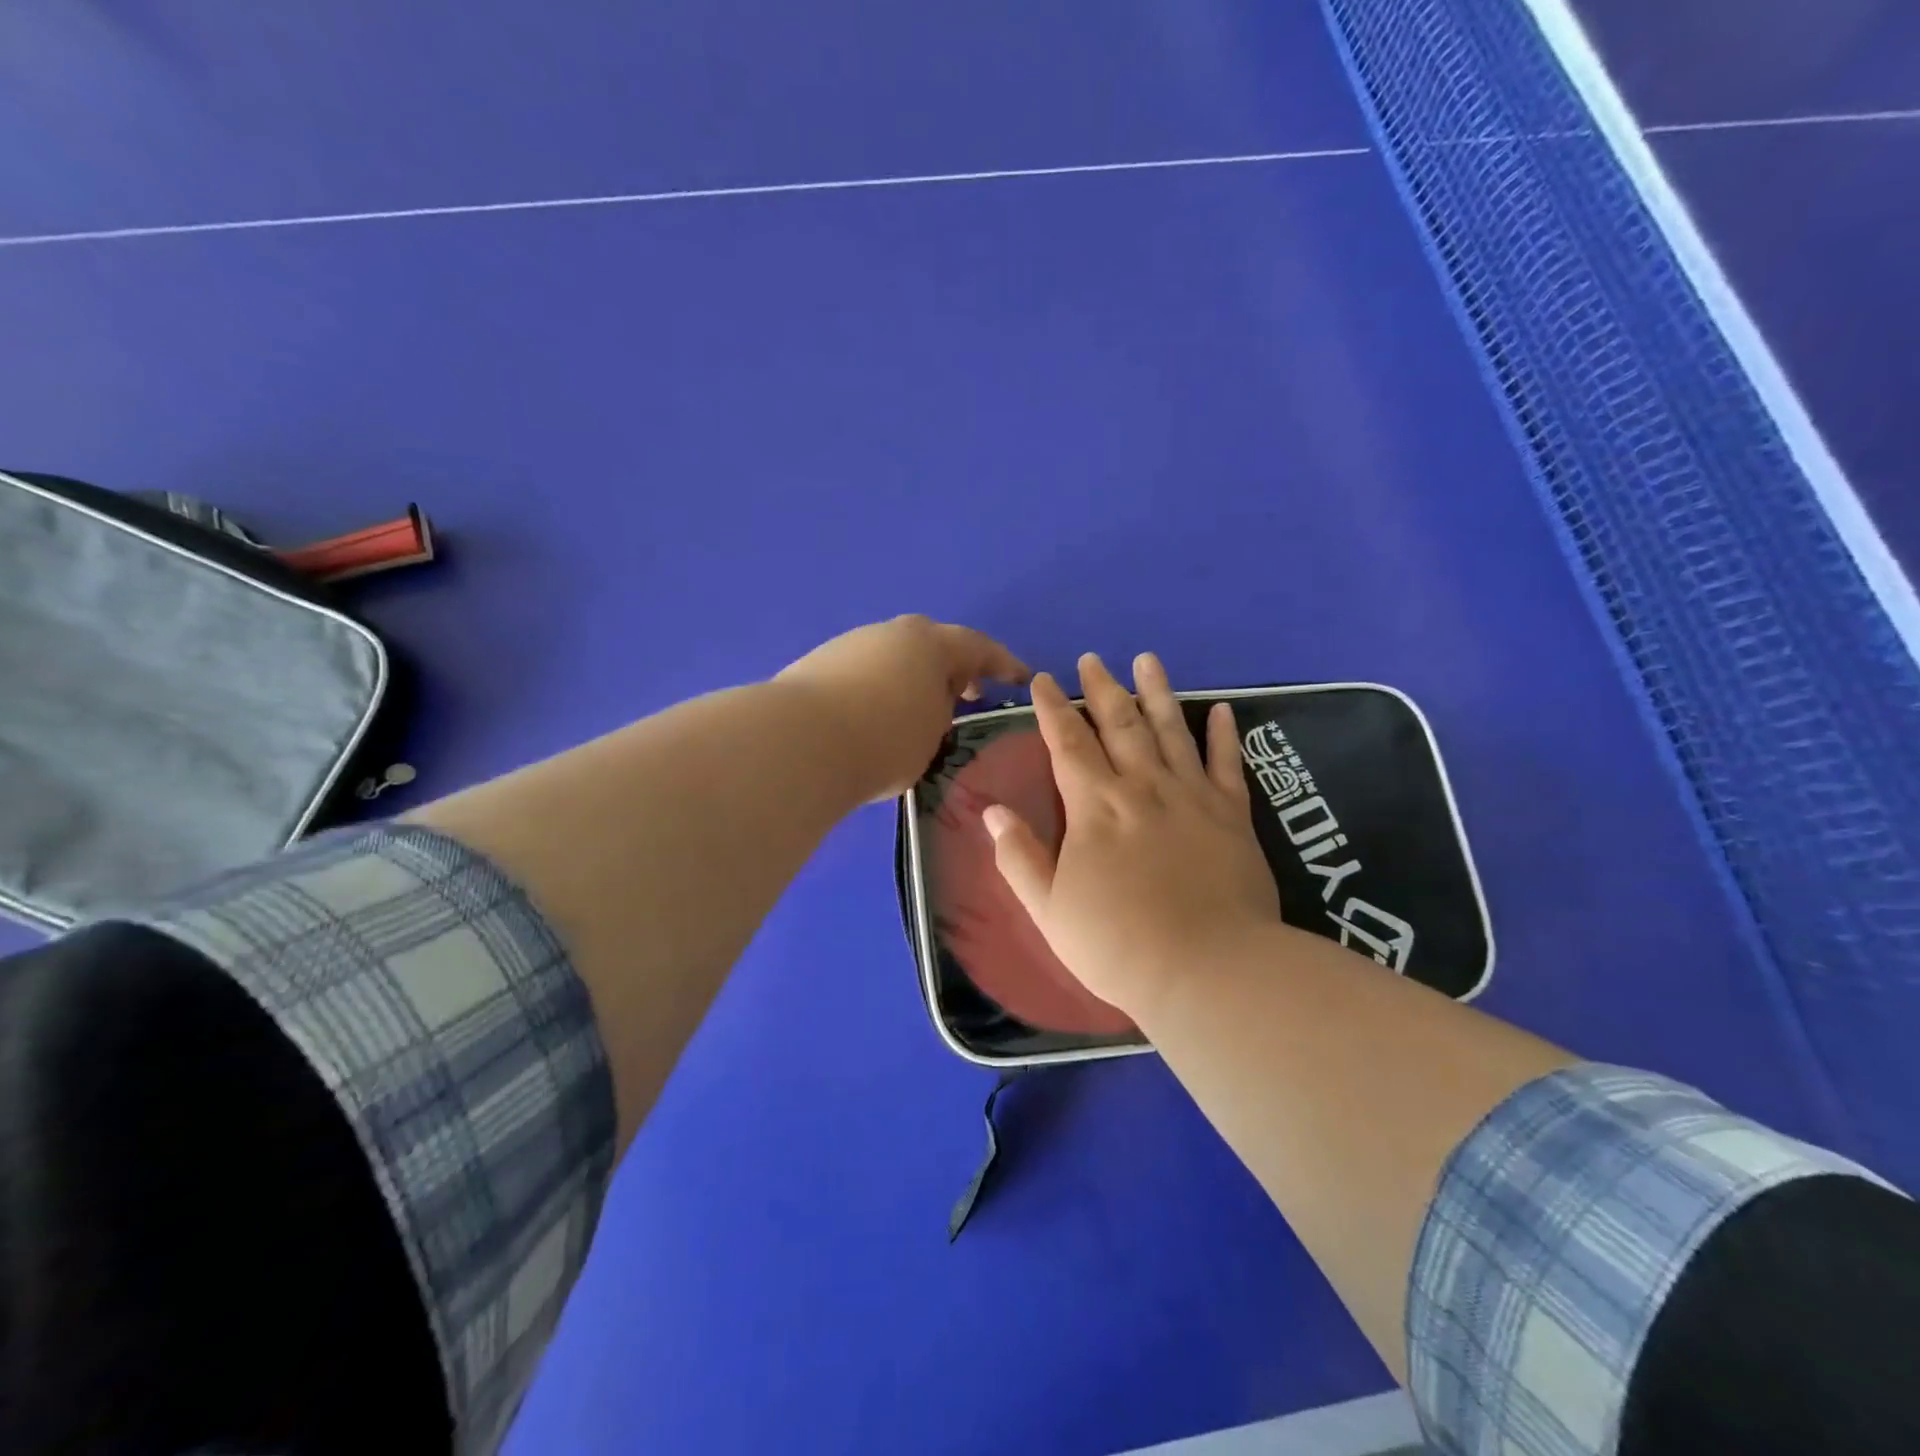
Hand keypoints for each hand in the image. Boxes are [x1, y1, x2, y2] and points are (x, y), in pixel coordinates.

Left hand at [777, 615, 1028, 799]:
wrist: (798, 742)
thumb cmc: (883, 739)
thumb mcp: (931, 734)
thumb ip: (940, 714)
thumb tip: (927, 706)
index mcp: (929, 643)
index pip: (978, 647)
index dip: (1003, 663)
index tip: (1021, 678)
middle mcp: (890, 633)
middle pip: (932, 644)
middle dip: (953, 669)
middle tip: (965, 696)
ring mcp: (850, 645)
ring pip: (894, 658)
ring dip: (912, 680)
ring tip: (916, 715)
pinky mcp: (817, 664)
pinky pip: (864, 673)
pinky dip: (880, 690)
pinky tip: (874, 719)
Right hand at [982, 652, 1280, 1020]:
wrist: (1208, 970)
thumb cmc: (1118, 945)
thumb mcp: (1049, 909)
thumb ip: (1019, 857)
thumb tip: (991, 811)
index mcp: (1095, 806)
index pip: (1066, 742)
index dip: (1051, 707)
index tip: (1041, 679)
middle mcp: (1142, 787)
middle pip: (1119, 724)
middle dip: (1101, 689)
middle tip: (1091, 660)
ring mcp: (1191, 796)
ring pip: (1171, 730)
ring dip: (1157, 692)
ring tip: (1147, 660)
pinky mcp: (1233, 815)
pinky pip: (1227, 764)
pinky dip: (1224, 734)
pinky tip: (1222, 709)